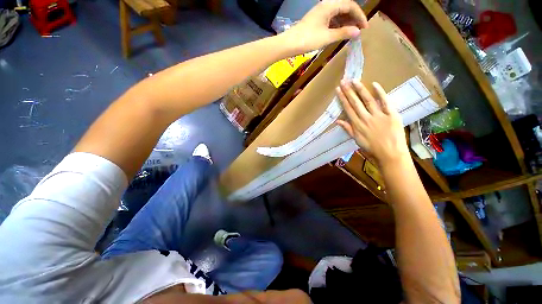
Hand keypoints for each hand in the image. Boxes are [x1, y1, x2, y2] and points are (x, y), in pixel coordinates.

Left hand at [281, 0, 368, 53]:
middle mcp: (326, 5)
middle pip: (345, 8)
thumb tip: (358, 32)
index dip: (360, 16)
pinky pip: (331, 20)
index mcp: (330, 5)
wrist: (289, 44)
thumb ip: (343, 33)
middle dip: (354, 18)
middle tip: (359, 31)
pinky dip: (338, 25)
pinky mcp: (317, 20)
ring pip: (338, 14)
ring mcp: (320, 13)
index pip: (350, 5)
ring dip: (346, 22)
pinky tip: (340, 33)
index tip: (365, 28)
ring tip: (352, 33)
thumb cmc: (308, 39)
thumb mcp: (327, 37)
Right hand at [336, 80, 409, 165]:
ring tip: (354, 80)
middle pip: (355, 102)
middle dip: (348, 91)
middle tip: (343, 81)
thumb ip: (348, 129)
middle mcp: (365, 118)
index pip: (348, 109)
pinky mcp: (391, 114)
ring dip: (360, 90)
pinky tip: (374, 84)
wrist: (390, 154)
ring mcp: (378, 115)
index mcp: (357, 124)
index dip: (343, 99)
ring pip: (367, 100)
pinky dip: (380, 93)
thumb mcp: (356, 140)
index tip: (338, 90)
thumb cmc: (371, 148)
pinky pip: (385, 102)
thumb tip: (337, 121)